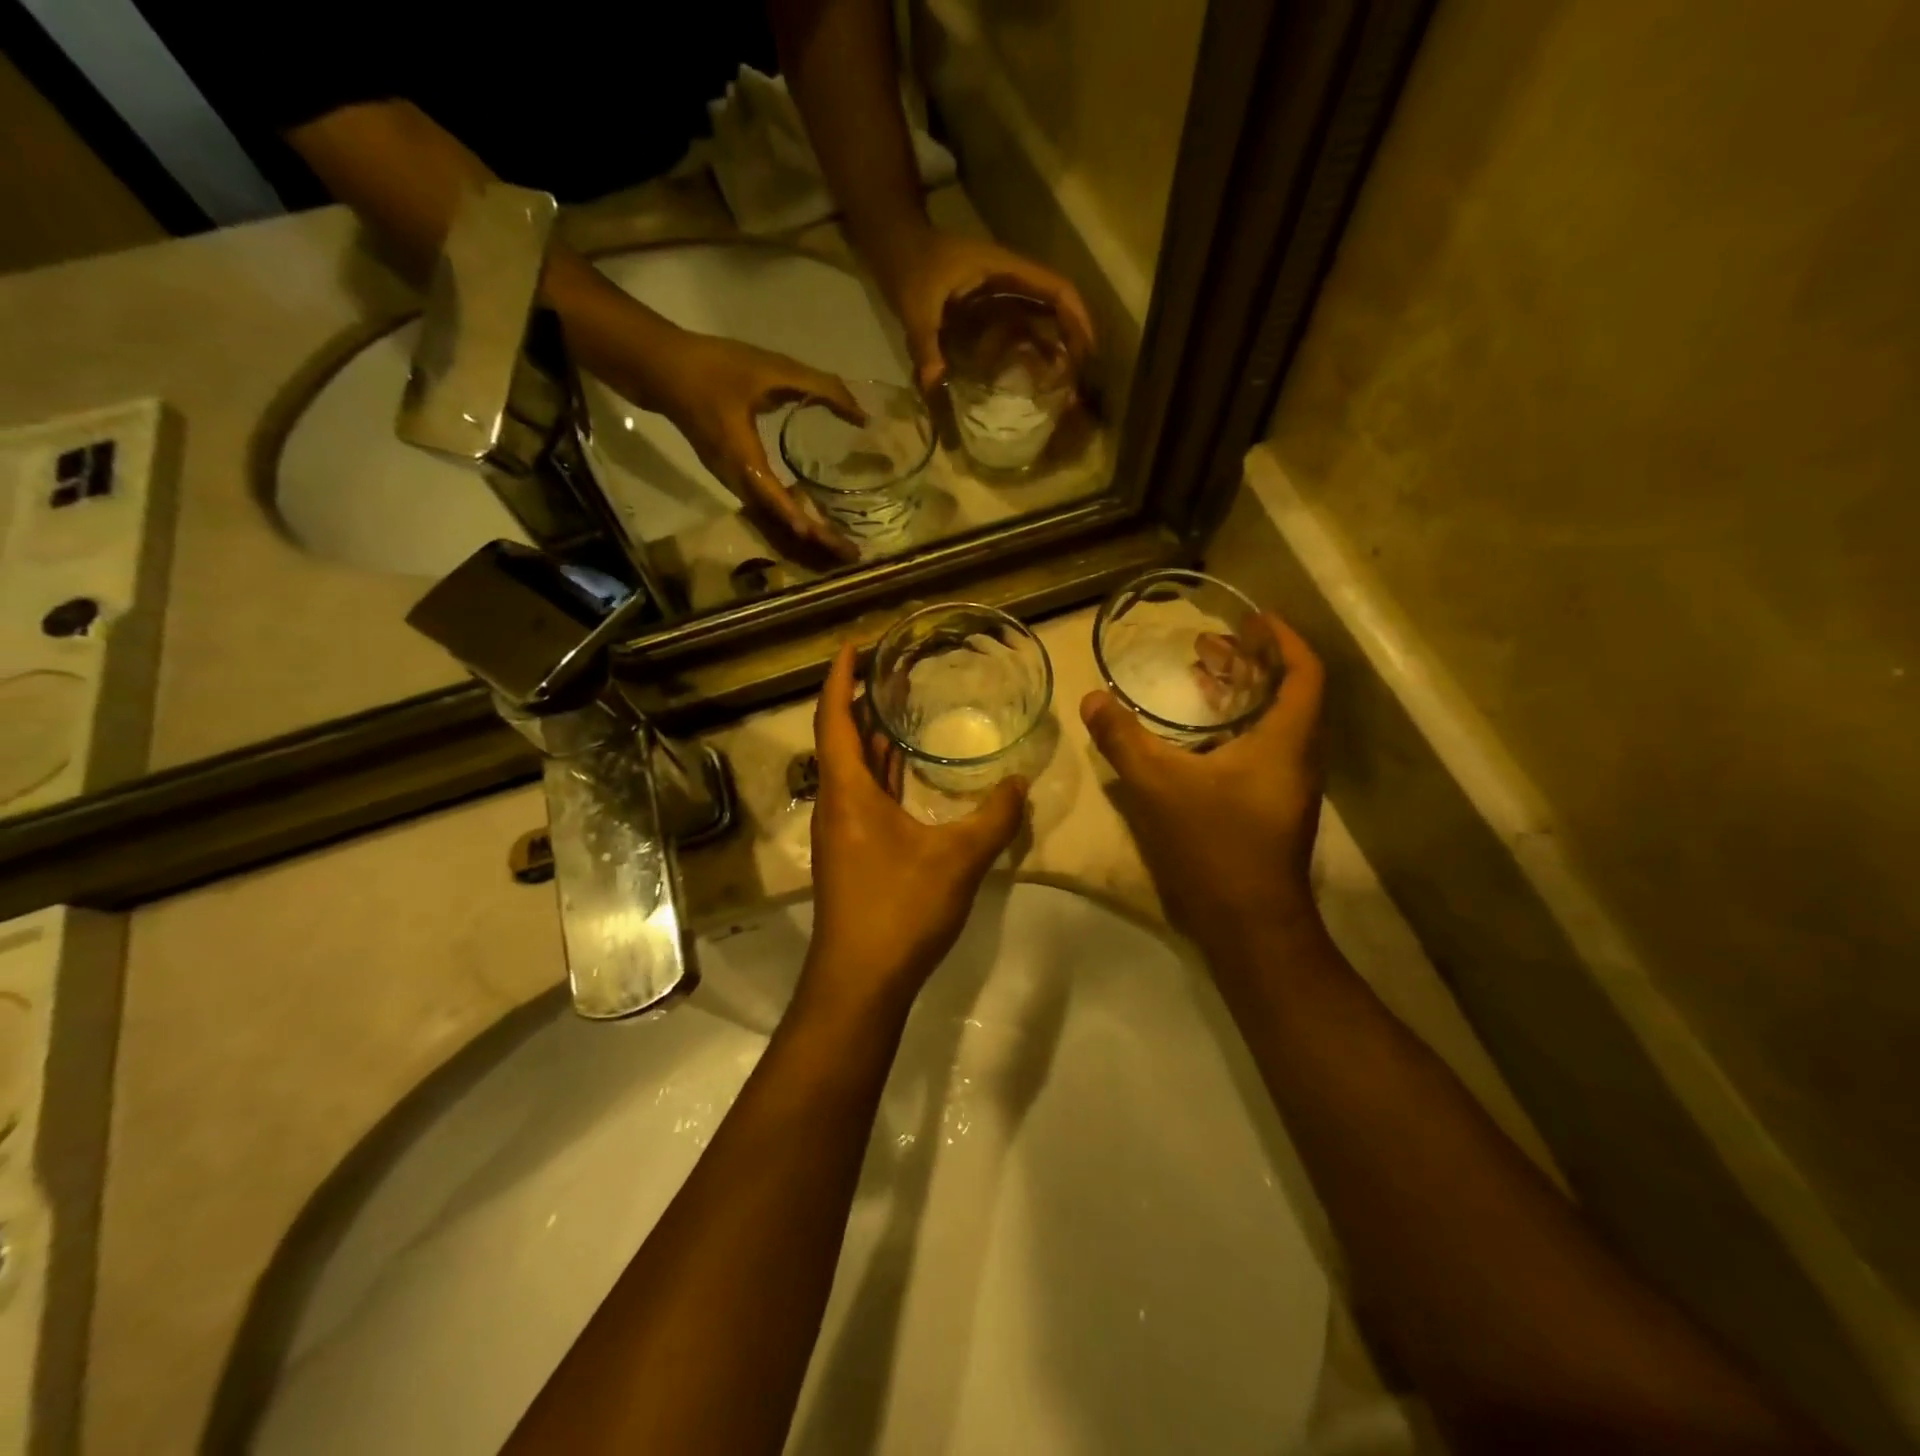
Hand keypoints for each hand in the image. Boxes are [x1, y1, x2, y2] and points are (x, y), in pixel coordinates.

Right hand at [654, 333, 870, 561]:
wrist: (659, 368)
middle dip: (813, 538)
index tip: (829, 539)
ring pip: (771, 516)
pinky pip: (765, 505)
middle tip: (849, 552)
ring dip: (804, 531)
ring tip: (838, 542)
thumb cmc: (715, 366)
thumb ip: (820, 387)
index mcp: (742, 456)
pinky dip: (790, 515)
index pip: (775, 498)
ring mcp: (731, 479)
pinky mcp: (732, 475)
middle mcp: (736, 477)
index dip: (802, 520)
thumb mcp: (771, 368)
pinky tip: (813, 514)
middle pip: (778, 519)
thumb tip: (861, 414)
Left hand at [803, 642, 1027, 1015]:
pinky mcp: (853, 854)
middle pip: (841, 738)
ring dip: (872, 739)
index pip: (834, 718)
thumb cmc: (899, 910)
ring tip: (902, 708)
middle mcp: (836, 804)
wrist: (861, 981)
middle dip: (861, 702)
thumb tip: (1020, 783)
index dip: (840, 678)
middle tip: (894, 671)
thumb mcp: (958, 859)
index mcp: (847, 792)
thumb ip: (994, 818)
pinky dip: (882, 774)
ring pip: (853, 770)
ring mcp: (841, 832)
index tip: (855, 645)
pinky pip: (865, 796)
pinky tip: (909, 773)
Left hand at [878, 228, 1095, 394]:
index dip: (1076, 316)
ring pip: (1041, 316)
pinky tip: (1036, 375)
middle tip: (1080, 378)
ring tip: (1065, 382)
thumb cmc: (909, 265)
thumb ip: (925, 343)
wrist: (894, 245)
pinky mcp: (990, 307)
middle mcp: (1010, 279)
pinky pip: (1021, 326)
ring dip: (1056, 344)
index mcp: (1003, 269)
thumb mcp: (915, 306)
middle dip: (1073, 337)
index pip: (1055, 287)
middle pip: (1056, 304)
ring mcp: (1001, 292)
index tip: (1087, 350)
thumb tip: (934, 384)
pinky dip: (1033, 347)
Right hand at [1080, 613, 1326, 954]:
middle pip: (1287, 694)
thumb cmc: (1214, 844)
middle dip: (1251, 663)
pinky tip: (1197, 738)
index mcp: (1286, 741)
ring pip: (1273, 725)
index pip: (1304, 673)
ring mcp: (1287, 787)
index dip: (1283, 640)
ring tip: (1200, 679)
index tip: (1253, 619)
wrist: (1248, 922)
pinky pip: (1261, 750)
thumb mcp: (1158, 785)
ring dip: (1240, 696)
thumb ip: (1123, 739)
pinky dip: (1234, 729)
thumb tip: (1092, 698)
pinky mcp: (1271, 809)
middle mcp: (1297, 758)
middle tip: (1210, 645)